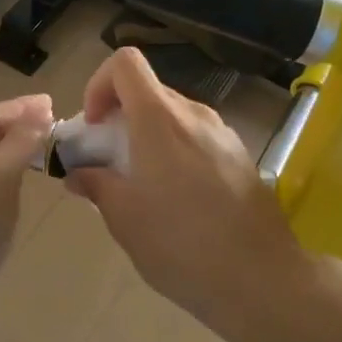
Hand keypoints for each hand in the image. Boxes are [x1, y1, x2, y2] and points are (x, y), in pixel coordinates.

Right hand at [66, 49, 309, 341]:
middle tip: (109, 163)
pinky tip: (179, 200)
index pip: (125, 63)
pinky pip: (198, 139)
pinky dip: (177, 152)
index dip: (99, 84)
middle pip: (149, 91)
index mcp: (160, 120)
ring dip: (149, 138)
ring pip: (174, 117)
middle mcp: (194, 115)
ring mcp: (223, 134)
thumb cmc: (182, 246)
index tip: (94, 127)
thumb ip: (97, 185)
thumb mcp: (125, 219)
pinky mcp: (241, 156)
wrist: (262, 278)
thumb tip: (79, 174)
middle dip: (121, 118)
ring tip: (143, 186)